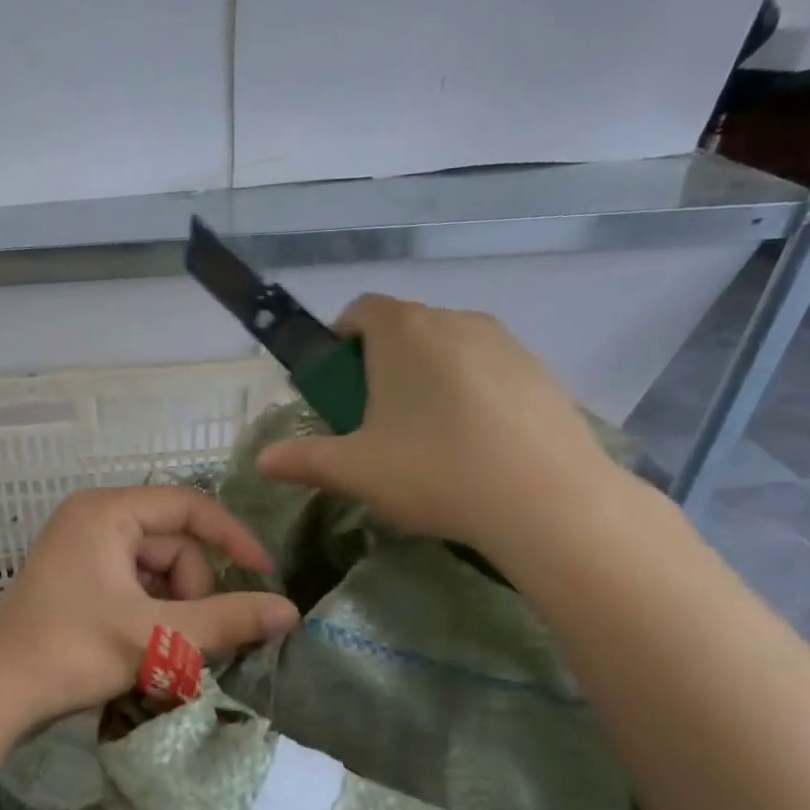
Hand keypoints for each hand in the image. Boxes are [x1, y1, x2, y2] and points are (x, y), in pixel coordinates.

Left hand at [0, 486, 299, 727]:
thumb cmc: (72, 651)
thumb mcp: (156, 636)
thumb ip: (227, 621)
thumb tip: (290, 612)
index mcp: (107, 512)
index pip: (190, 507)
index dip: (233, 539)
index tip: (265, 576)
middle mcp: (94, 520)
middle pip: (174, 546)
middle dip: (190, 594)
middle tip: (184, 641)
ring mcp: (82, 551)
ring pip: (157, 573)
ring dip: (172, 612)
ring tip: (161, 654)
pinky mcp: (77, 581)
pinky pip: (133, 588)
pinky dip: (150, 618)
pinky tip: (143, 653)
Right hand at [255, 296, 629, 555]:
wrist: (546, 499)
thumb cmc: (434, 471)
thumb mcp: (355, 472)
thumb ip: (303, 460)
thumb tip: (263, 461)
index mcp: (404, 332)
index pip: (360, 310)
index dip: (339, 342)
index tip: (337, 388)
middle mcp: (454, 320)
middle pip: (404, 329)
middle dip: (381, 366)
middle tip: (375, 423)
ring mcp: (505, 342)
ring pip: (449, 350)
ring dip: (427, 380)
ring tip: (427, 440)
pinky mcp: (541, 371)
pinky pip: (488, 371)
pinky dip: (471, 395)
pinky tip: (474, 447)